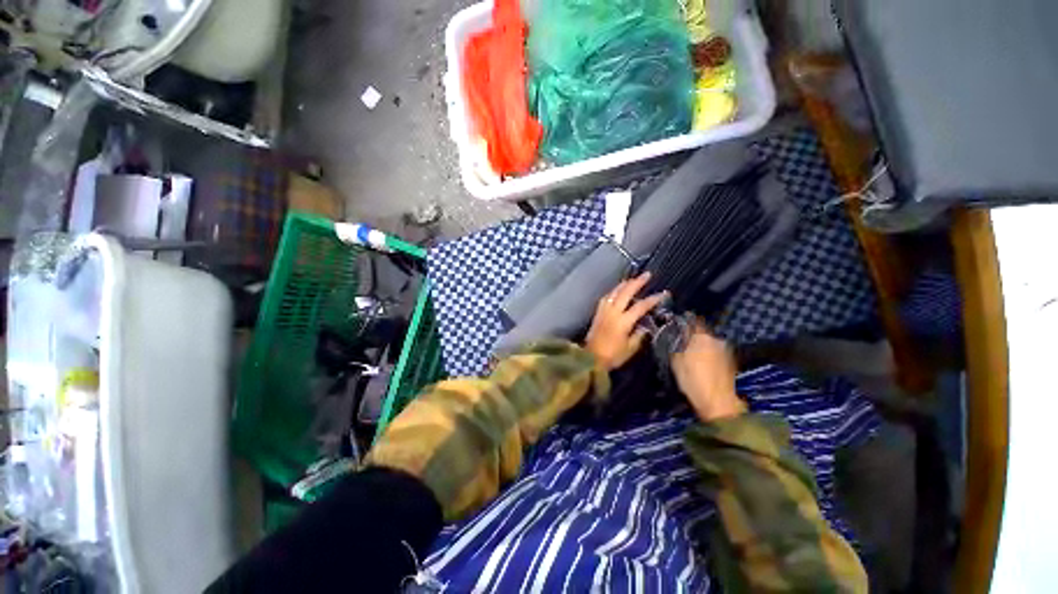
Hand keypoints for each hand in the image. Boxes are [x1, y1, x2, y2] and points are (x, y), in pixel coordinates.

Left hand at [585, 272, 667, 370]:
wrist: (590, 358)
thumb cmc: (612, 356)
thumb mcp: (630, 349)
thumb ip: (639, 336)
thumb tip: (645, 327)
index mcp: (623, 322)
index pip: (640, 307)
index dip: (652, 299)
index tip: (662, 293)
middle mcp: (612, 312)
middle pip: (625, 293)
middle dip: (637, 282)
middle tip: (647, 275)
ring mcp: (603, 311)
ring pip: (614, 292)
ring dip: (624, 284)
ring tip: (632, 280)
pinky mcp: (597, 313)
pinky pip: (606, 298)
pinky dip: (613, 291)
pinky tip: (616, 291)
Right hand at [672, 318, 745, 421]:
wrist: (718, 401)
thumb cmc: (692, 379)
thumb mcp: (676, 361)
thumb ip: (675, 345)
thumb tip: (675, 337)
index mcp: (701, 336)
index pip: (693, 321)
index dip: (685, 320)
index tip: (679, 322)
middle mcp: (716, 339)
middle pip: (703, 333)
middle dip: (694, 336)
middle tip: (684, 342)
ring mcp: (726, 351)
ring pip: (710, 343)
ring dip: (703, 346)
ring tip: (693, 355)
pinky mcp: (732, 362)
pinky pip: (717, 353)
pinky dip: (710, 355)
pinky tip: (704, 364)